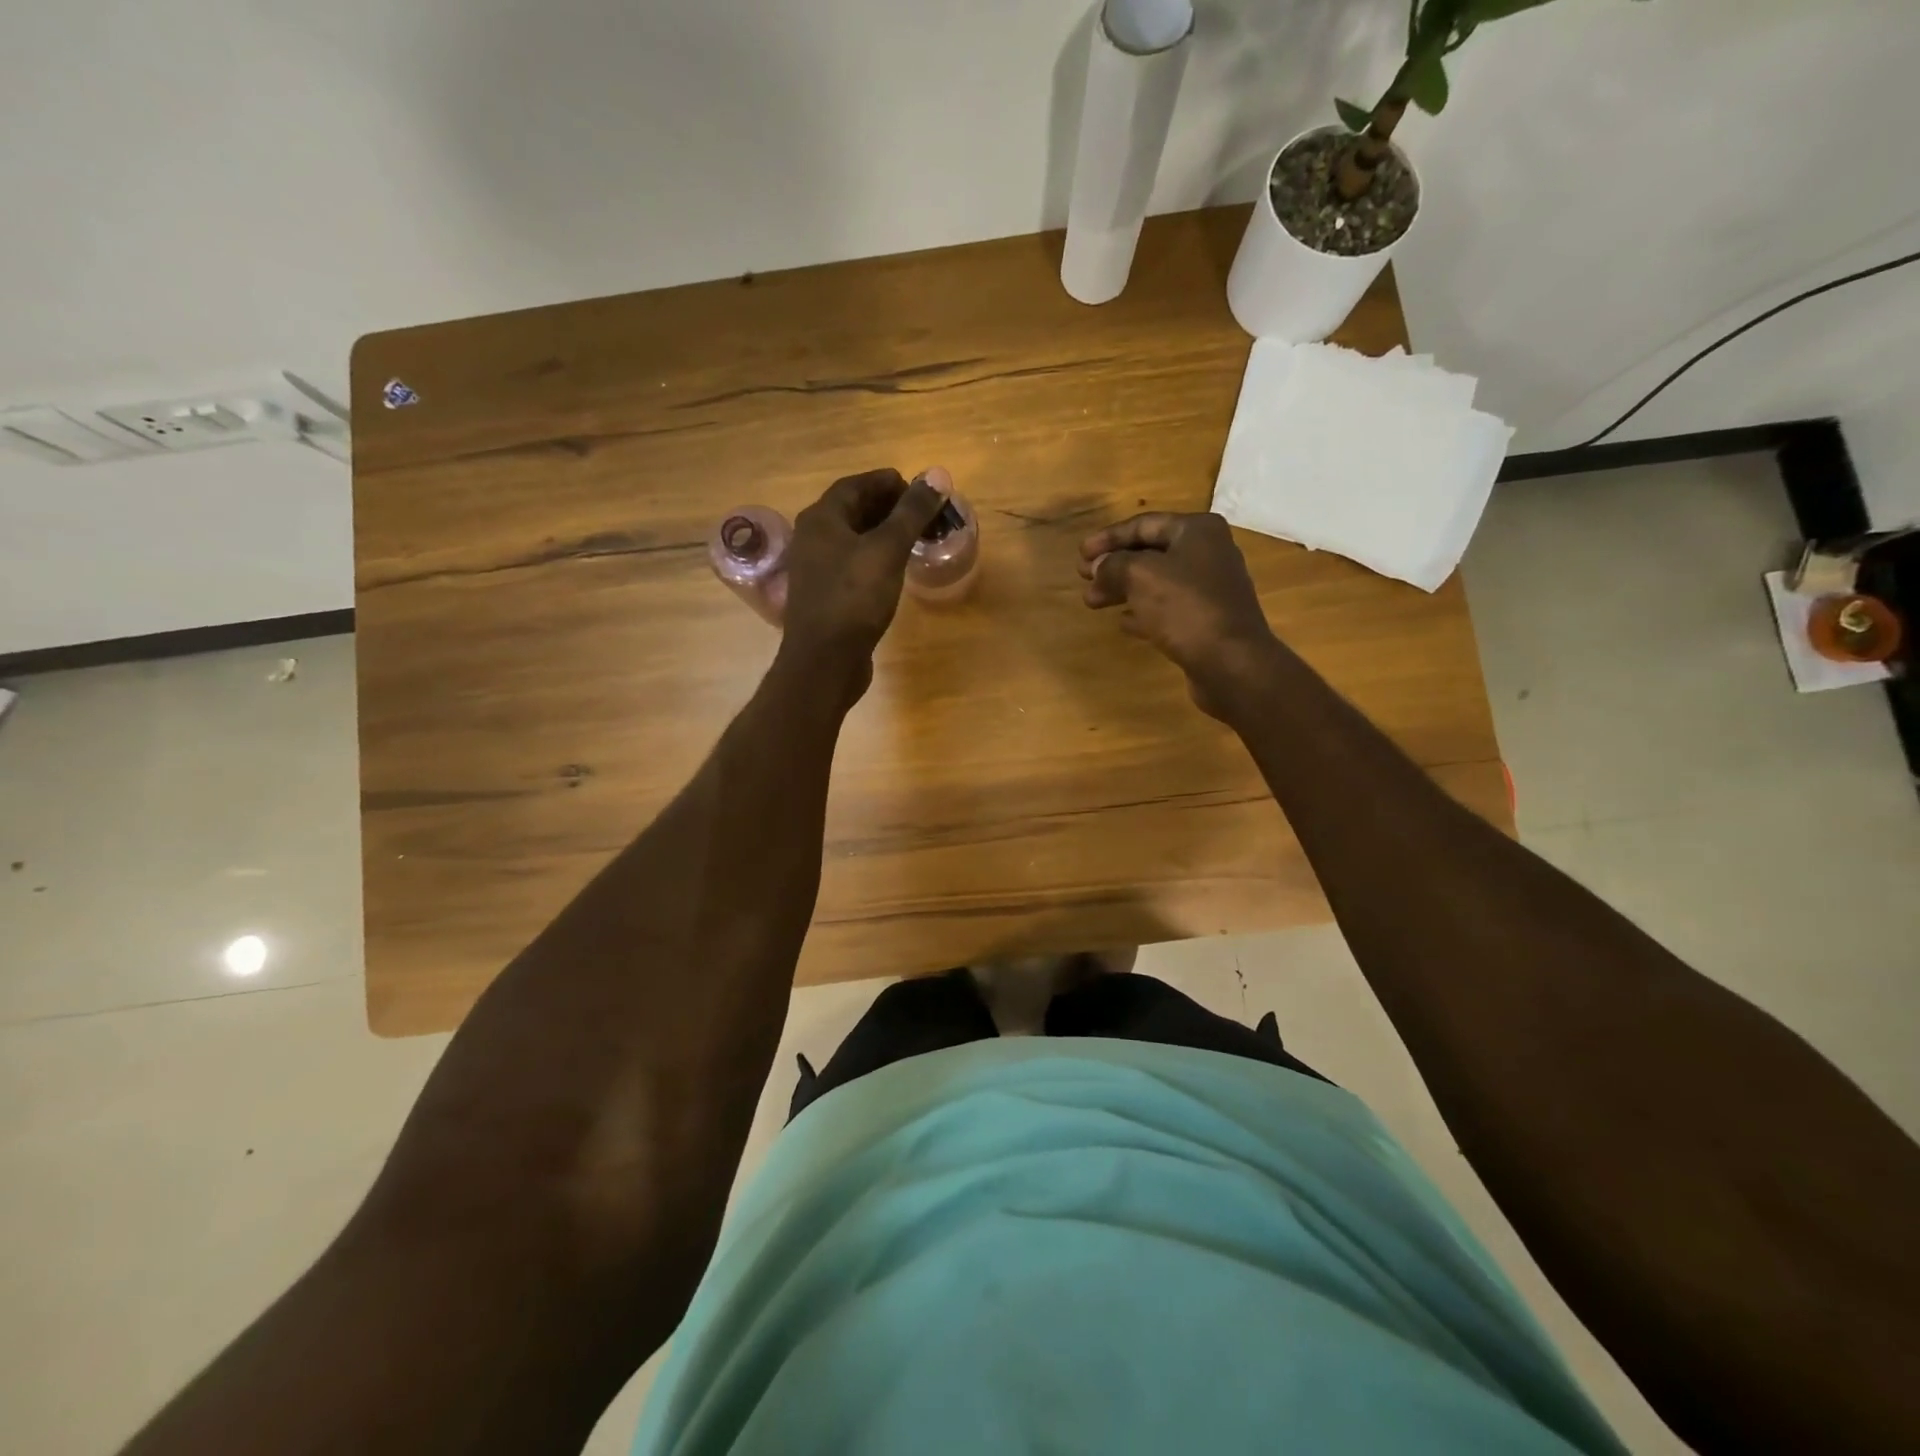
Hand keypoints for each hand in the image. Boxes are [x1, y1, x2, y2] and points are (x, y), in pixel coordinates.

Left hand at [781, 467, 945, 697]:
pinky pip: (852, 564)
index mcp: (822, 518)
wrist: (824, 661)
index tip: (922, 491)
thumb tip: (937, 475)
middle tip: (924, 515)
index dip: (890, 483)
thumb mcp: (888, 550)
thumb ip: (911, 512)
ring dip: (883, 534)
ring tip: (915, 539)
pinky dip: (875, 558)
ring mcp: (816, 568)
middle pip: (853, 510)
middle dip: (890, 508)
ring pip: (853, 539)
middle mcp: (812, 537)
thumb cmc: (854, 599)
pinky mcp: (825, 595)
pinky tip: (894, 570)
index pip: (857, 485)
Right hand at [1079, 511, 1280, 717]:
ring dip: (1122, 589)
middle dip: (1113, 565)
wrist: (1231, 662)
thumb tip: (1099, 566)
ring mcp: (1209, 588)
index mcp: (1196, 531)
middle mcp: (1207, 553)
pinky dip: (1142, 611)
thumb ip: (1113, 565)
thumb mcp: (1140, 577)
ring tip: (1093, 601)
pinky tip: (1122, 622)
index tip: (1080, 555)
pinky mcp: (1206, 620)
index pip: (1143, 524)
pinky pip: (1167, 608)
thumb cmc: (1186, 609)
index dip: (1108, 537)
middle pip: (1150, 553)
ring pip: (1156, 582)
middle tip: (1083, 577)